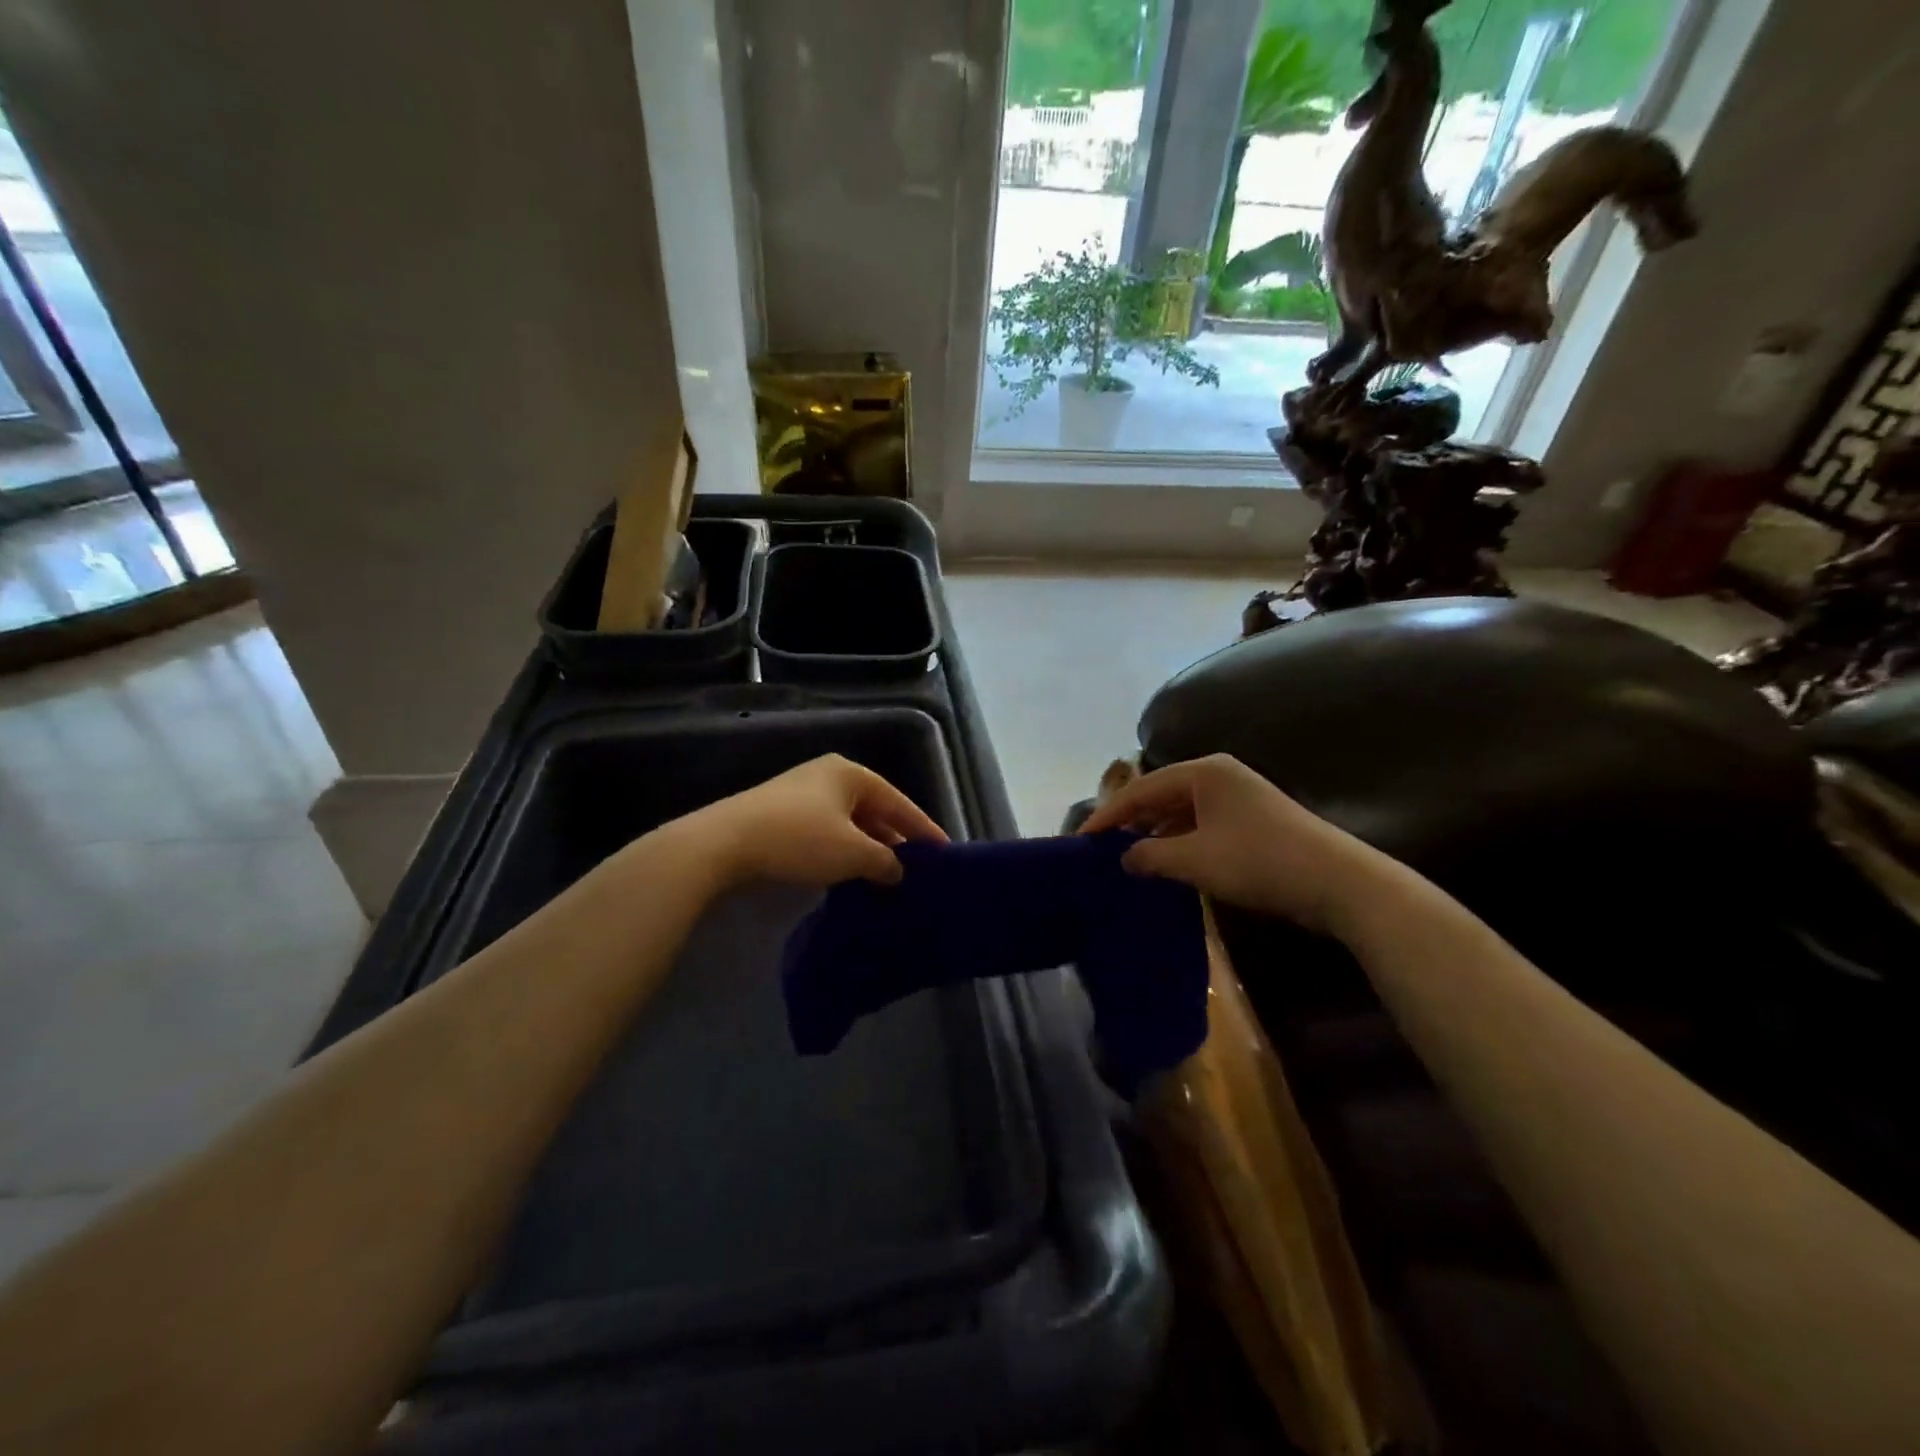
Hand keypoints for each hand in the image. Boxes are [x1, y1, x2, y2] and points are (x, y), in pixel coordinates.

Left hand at [688, 754, 946, 889]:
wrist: (723, 843)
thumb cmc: (799, 838)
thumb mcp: (852, 853)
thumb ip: (884, 861)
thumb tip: (898, 871)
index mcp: (851, 774)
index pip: (899, 802)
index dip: (924, 829)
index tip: (945, 852)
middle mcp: (829, 776)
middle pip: (874, 810)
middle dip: (895, 841)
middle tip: (917, 870)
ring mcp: (802, 794)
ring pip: (849, 824)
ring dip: (868, 850)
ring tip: (888, 878)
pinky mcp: (781, 815)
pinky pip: (827, 832)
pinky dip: (843, 852)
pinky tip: (850, 875)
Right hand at [1080, 754, 1379, 935]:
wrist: (1338, 882)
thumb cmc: (1258, 860)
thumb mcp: (1194, 859)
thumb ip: (1150, 856)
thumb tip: (1124, 858)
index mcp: (1203, 772)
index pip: (1140, 789)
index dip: (1108, 816)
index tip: (1080, 839)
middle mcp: (1218, 776)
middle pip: (1160, 795)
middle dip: (1130, 822)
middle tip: (1100, 848)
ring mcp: (1238, 797)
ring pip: (1181, 811)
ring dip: (1155, 834)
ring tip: (1126, 858)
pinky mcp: (1252, 821)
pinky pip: (1201, 824)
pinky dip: (1179, 841)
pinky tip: (1166, 862)